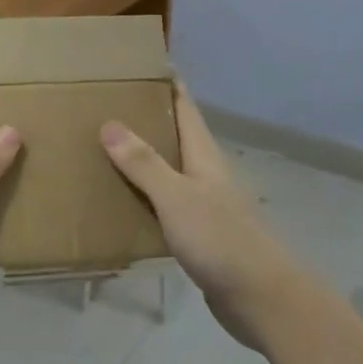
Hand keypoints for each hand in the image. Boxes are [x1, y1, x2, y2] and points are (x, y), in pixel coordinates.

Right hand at [100, 82, 305, 349]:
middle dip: (144, 117)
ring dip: (140, 158)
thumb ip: (143, 163)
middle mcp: (204, 172)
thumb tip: (109, 123)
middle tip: (104, 104)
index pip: (184, 105)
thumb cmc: (220, 239)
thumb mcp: (176, 196)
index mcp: (203, 154)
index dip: (165, 82)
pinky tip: (119, 201)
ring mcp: (203, 204)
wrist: (261, 299)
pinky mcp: (198, 234)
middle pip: (173, 134)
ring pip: (167, 169)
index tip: (137, 64)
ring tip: (101, 147)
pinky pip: (164, 204)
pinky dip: (143, 196)